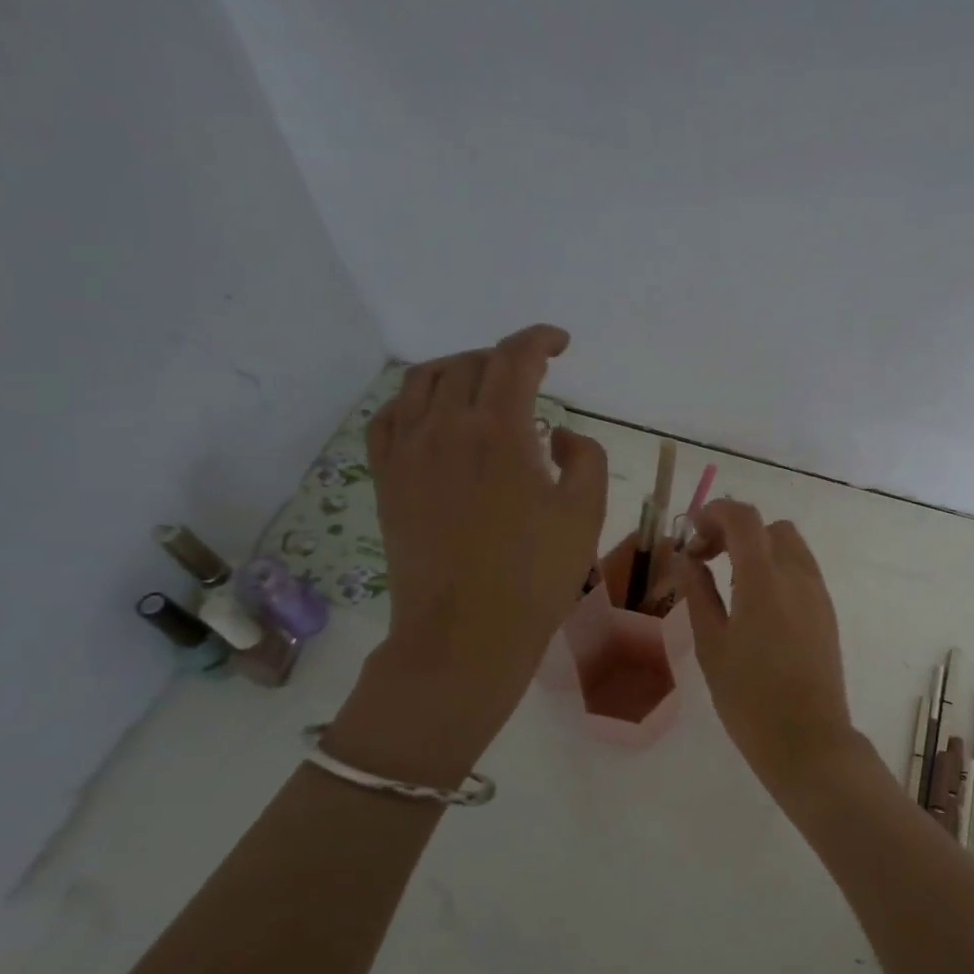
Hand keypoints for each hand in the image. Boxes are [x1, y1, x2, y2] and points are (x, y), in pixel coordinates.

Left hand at [325, 324, 607, 784]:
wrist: (466, 633)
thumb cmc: (536, 576)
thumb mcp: (586, 513)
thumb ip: (585, 457)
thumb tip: (555, 435)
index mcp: (499, 431)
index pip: (515, 358)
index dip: (540, 340)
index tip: (560, 344)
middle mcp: (445, 427)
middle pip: (471, 364)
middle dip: (506, 359)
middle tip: (533, 377)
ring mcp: (408, 452)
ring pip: (424, 381)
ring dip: (460, 370)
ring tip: (484, 387)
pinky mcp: (387, 479)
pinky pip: (389, 416)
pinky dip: (414, 400)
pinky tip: (433, 414)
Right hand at [673, 501, 860, 786]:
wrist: (808, 740)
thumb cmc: (749, 699)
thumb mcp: (712, 646)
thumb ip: (698, 594)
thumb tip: (687, 559)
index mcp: (765, 580)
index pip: (744, 518)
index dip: (714, 513)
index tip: (691, 535)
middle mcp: (798, 576)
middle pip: (769, 527)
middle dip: (736, 531)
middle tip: (708, 560)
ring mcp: (818, 593)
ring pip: (790, 546)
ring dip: (759, 549)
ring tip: (732, 582)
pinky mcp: (827, 612)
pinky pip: (802, 571)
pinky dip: (777, 569)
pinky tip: (758, 605)